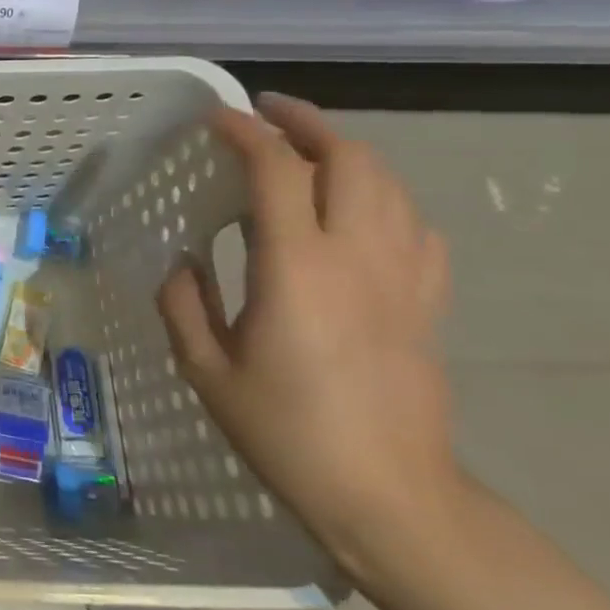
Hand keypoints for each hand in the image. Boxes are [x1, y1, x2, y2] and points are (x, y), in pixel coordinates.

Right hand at [157, 93, 456, 573]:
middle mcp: (356, 257)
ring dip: (349, 153)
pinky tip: (360, 213)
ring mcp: (402, 278)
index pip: (276, 170)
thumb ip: (184, 304)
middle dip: (308, 123)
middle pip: (350, 159)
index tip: (217, 118)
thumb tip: (182, 264)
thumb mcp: (206, 370)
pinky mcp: (427, 303)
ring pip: (390, 185)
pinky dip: (386, 200)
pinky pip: (416, 229)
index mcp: (295, 268)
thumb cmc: (285, 432)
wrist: (388, 496)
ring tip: (309, 150)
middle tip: (268, 113)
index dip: (246, 133)